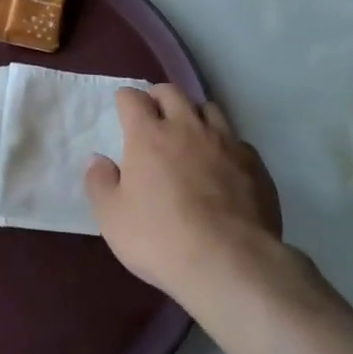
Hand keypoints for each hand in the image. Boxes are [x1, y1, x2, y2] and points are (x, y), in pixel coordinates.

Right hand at [84, 86, 281, 307]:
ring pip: (209, 108)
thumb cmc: (160, 238)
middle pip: (172, 92)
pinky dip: (225, 145)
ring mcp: (225, 142)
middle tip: (154, 113)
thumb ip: (100, 183)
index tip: (123, 108)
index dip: (126, 99)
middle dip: (159, 96)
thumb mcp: (112, 218)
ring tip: (191, 134)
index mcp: (149, 135)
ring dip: (195, 114)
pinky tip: (223, 166)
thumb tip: (98, 159)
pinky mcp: (254, 163)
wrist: (230, 262)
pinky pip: (237, 141)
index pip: (133, 98)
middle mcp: (187, 128)